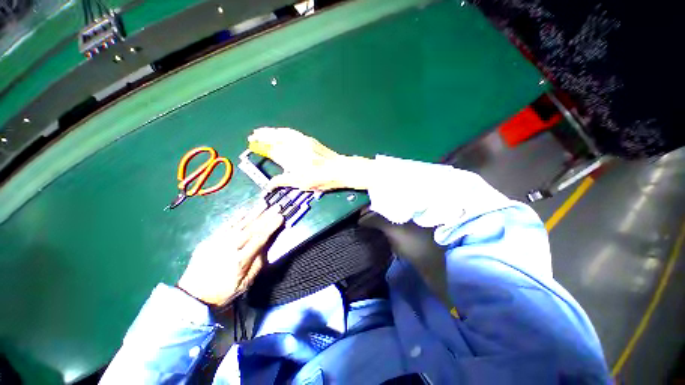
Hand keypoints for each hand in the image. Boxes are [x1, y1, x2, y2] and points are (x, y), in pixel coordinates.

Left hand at [177, 205, 283, 305]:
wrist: (192, 296)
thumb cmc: (223, 292)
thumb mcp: (245, 284)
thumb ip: (257, 264)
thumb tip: (264, 246)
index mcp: (240, 260)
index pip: (259, 239)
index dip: (271, 226)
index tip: (280, 217)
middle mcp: (229, 248)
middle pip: (251, 229)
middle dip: (265, 216)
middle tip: (276, 206)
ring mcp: (217, 243)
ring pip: (239, 225)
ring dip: (253, 213)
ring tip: (263, 204)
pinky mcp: (208, 241)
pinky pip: (224, 227)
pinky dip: (235, 218)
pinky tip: (243, 211)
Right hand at [248, 127, 372, 190]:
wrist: (340, 169)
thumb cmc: (322, 179)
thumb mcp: (303, 183)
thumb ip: (284, 181)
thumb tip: (269, 184)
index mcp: (294, 158)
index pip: (273, 151)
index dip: (262, 148)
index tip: (252, 145)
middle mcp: (297, 147)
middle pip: (276, 138)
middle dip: (263, 136)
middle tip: (252, 135)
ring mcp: (304, 141)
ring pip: (283, 133)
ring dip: (271, 131)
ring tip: (261, 131)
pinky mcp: (310, 140)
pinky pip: (292, 133)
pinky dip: (283, 131)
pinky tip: (280, 132)